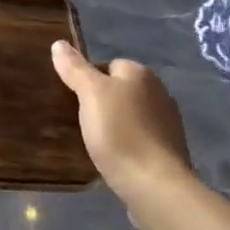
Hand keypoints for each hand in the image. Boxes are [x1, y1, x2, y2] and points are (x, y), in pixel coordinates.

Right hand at [50, 41, 191, 194]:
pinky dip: (127, 144)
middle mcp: (159, 92)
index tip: (74, 99)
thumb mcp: (90, 95)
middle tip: (80, 120)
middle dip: (102, 102)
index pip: (108, 65)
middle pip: (120, 90)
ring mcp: (168, 123)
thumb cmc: (120, 133)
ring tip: (94, 141)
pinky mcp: (169, 151)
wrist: (155, 186)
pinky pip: (140, 138)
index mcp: (141, 74)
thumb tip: (59, 44)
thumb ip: (75, 69)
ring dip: (115, 124)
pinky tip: (113, 158)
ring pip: (130, 115)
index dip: (89, 79)